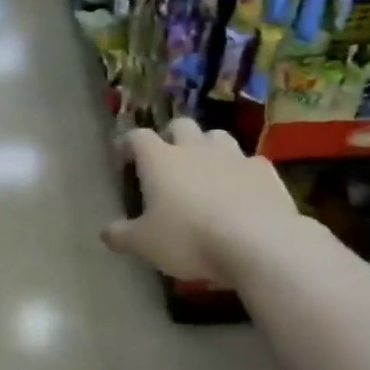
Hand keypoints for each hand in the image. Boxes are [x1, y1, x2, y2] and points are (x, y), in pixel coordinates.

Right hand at [101, 118, 296, 284]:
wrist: (257, 242)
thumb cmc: (189, 238)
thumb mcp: (144, 244)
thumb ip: (122, 236)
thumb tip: (105, 232)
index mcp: (160, 160)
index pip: (138, 137)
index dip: (128, 142)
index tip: (122, 153)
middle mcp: (195, 148)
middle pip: (180, 125)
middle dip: (171, 136)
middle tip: (167, 156)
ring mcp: (233, 156)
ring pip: (217, 136)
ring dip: (207, 146)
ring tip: (205, 167)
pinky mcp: (264, 171)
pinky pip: (249, 161)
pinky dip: (240, 170)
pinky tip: (241, 187)